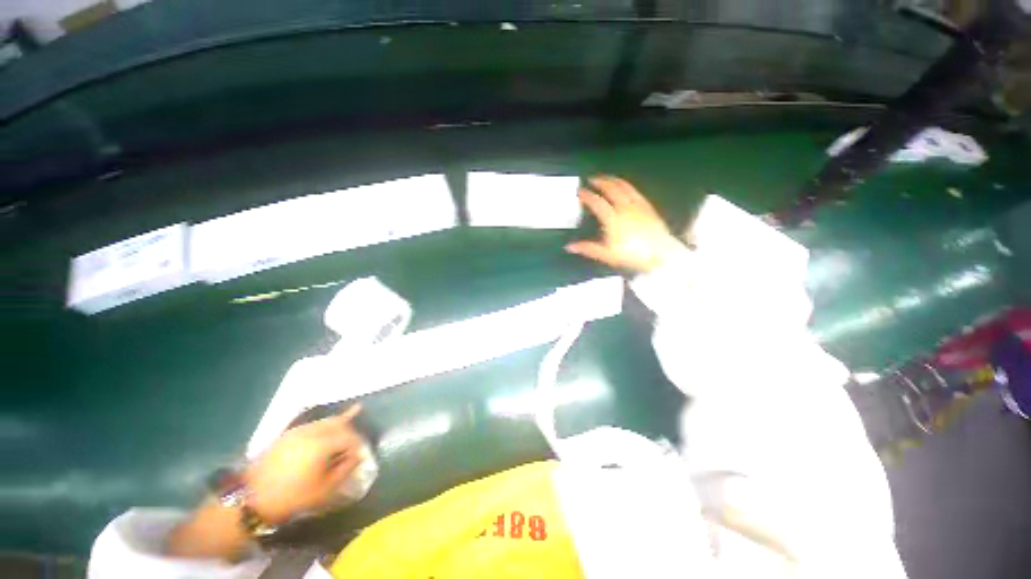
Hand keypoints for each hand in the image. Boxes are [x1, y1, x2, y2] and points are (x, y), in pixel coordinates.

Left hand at [245, 405, 363, 524]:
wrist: (250, 500)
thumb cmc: (292, 496)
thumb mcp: (324, 489)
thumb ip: (345, 469)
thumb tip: (358, 456)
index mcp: (323, 443)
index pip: (350, 438)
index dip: (358, 446)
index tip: (361, 457)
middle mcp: (312, 431)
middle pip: (339, 424)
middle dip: (350, 432)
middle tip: (356, 444)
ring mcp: (297, 431)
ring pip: (325, 421)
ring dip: (339, 423)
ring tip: (351, 417)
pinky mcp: (287, 435)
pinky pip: (312, 425)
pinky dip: (323, 423)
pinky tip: (328, 423)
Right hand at [565, 176, 683, 272]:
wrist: (660, 254)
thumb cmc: (632, 255)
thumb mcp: (607, 254)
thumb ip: (588, 248)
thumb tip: (570, 247)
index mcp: (613, 219)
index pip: (597, 202)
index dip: (587, 195)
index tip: (580, 192)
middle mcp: (625, 208)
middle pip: (611, 189)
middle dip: (600, 182)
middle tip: (592, 180)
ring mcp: (637, 205)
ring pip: (624, 187)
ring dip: (613, 180)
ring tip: (606, 178)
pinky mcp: (647, 206)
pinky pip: (635, 191)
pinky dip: (627, 186)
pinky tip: (625, 186)